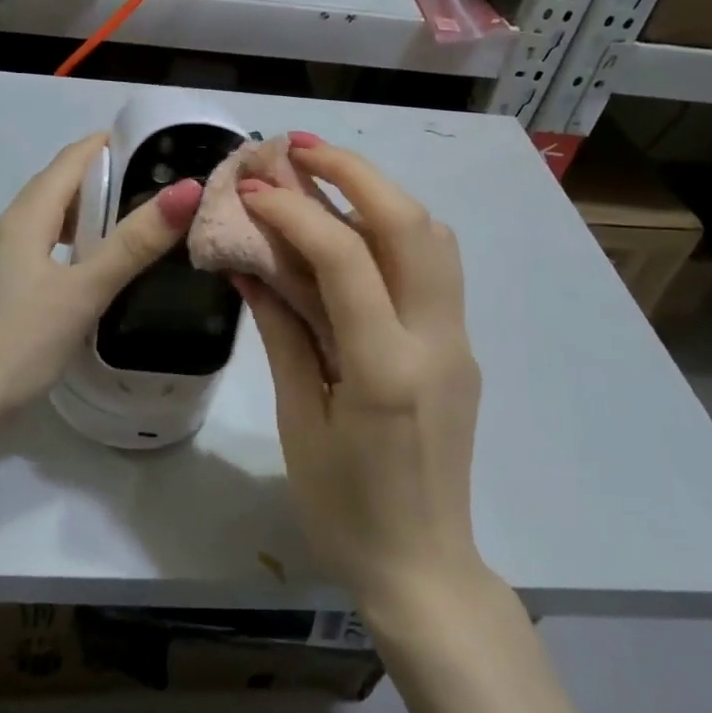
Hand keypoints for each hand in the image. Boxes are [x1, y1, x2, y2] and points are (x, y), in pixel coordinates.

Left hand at [0, 133, 202, 421]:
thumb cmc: (20, 339)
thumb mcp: (83, 289)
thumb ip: (134, 243)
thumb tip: (188, 190)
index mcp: (28, 214)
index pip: (74, 157)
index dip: (116, 144)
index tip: (167, 148)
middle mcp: (16, 226)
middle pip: (66, 183)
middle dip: (114, 175)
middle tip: (168, 186)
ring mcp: (11, 257)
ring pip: (60, 216)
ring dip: (100, 210)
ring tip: (146, 221)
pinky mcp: (13, 286)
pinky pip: (54, 245)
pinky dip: (84, 241)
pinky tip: (107, 265)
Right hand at [237, 136, 485, 614]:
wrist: (424, 565)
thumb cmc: (344, 508)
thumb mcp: (299, 420)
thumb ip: (282, 331)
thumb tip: (250, 263)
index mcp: (386, 369)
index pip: (344, 259)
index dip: (294, 211)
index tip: (253, 187)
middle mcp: (436, 342)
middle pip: (411, 225)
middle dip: (354, 173)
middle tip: (299, 147)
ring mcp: (458, 342)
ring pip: (434, 237)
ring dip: (381, 193)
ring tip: (325, 174)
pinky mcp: (461, 348)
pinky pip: (435, 269)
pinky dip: (396, 229)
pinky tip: (354, 229)